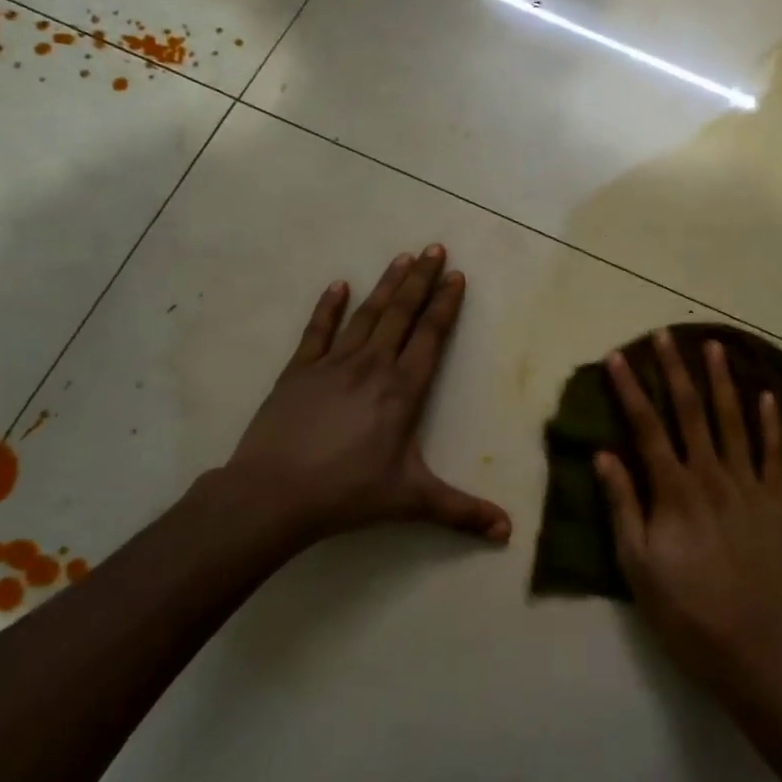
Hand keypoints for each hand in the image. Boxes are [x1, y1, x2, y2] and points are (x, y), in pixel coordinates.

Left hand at [209, 245, 510, 553]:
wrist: (274, 493)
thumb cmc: (349, 493)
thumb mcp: (411, 500)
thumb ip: (461, 511)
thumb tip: (507, 532)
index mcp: (403, 390)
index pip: (431, 337)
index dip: (445, 305)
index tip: (456, 276)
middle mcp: (372, 366)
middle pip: (402, 314)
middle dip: (421, 280)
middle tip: (435, 248)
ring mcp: (333, 364)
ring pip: (366, 315)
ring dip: (386, 285)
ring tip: (401, 257)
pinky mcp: (299, 371)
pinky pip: (318, 331)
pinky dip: (329, 307)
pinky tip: (338, 286)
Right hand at [595, 330, 781, 693]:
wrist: (752, 647)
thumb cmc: (684, 610)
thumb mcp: (637, 564)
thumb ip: (622, 505)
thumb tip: (604, 454)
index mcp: (673, 490)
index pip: (646, 427)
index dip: (630, 389)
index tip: (618, 357)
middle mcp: (710, 476)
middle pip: (690, 412)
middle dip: (674, 371)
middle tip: (665, 335)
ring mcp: (748, 486)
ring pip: (733, 422)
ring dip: (722, 382)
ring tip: (714, 347)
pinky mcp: (776, 503)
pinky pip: (773, 454)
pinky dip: (770, 423)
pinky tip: (766, 396)